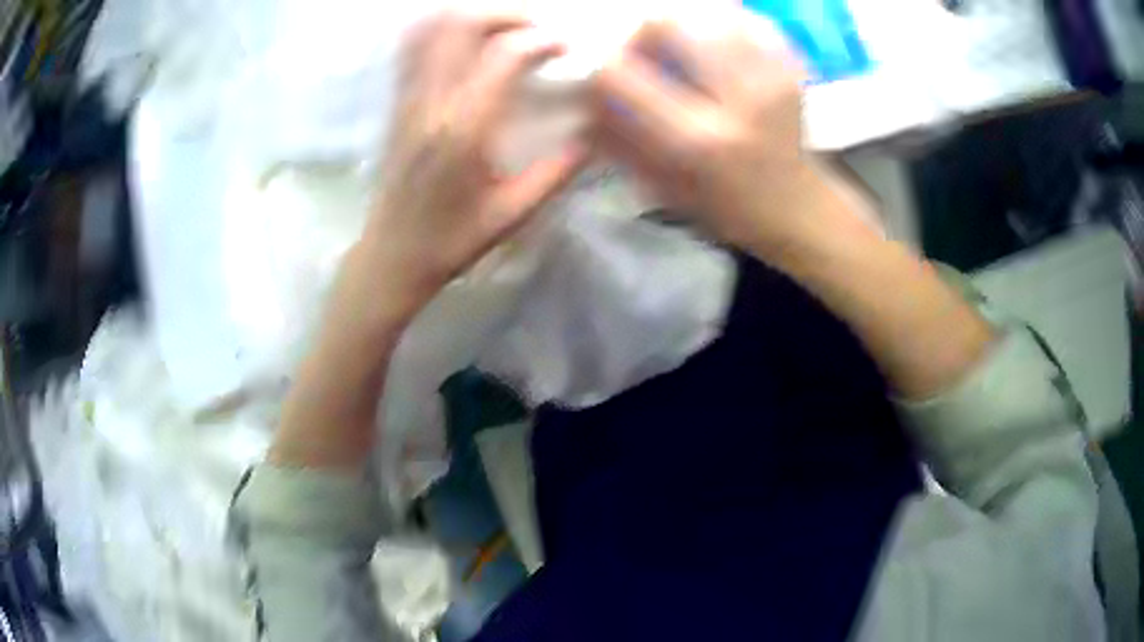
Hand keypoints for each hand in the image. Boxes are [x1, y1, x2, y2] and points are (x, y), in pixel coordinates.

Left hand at [363, 12, 587, 322]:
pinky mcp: (397, 101)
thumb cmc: (452, 240)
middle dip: (509, 15)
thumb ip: (559, 170)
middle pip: (463, 24)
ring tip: (508, 31)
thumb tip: (595, 132)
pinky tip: (469, 41)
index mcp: (464, 130)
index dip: (543, 40)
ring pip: (432, 27)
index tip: (568, 48)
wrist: (392, 254)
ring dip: (475, 17)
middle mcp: (431, 102)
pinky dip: (443, 29)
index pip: (504, 55)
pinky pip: (413, 46)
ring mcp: (407, 98)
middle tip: (540, 31)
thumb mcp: (514, 212)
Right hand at [594, 16, 833, 256]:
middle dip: (643, 38)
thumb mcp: (664, 189)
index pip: (620, 74)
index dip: (602, 71)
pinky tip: (720, 51)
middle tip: (651, 60)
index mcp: (699, 140)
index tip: (607, 82)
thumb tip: (584, 102)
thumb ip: (619, 141)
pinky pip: (744, 18)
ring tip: (687, 56)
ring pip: (705, 12)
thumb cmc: (729, 209)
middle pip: (666, 23)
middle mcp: (738, 97)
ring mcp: (772, 75)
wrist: (800, 208)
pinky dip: (720, 26)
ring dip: (684, 29)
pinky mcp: (792, 65)